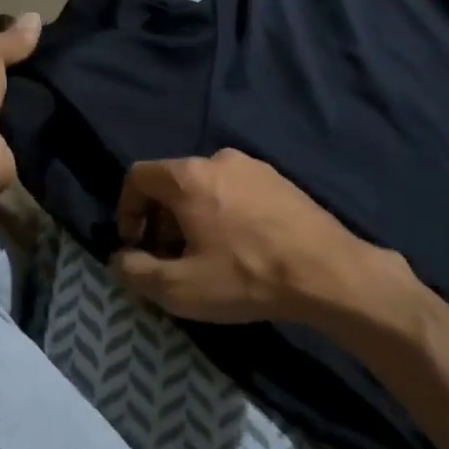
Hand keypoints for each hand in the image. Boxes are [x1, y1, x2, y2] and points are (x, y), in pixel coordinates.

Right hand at [112, 149, 397, 324]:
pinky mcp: (280, 181)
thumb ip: (135, 272)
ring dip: (193, 217)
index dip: (127, 210)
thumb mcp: (179, 288)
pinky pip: (236, 191)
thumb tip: (120, 260)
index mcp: (188, 176)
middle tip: (171, 258)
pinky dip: (224, 214)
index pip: (138, 176)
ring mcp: (254, 167)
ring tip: (207, 257)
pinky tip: (241, 248)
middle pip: (172, 182)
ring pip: (205, 186)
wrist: (329, 273)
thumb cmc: (246, 276)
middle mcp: (218, 159)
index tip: (136, 246)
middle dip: (161, 219)